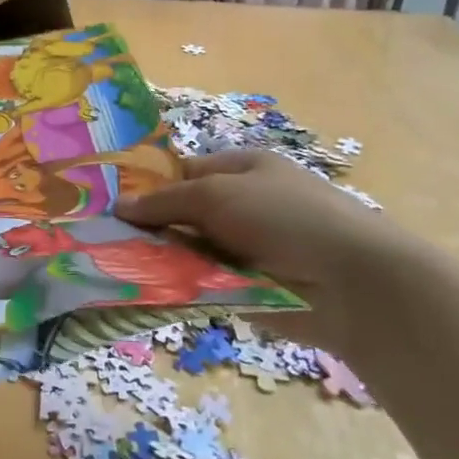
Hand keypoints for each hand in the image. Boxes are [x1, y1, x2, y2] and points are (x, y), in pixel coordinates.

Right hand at [114, 150, 437, 358]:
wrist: (352, 284)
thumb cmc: (284, 217)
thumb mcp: (216, 195)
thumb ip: (166, 201)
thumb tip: (119, 206)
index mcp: (243, 169)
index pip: (184, 171)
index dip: (151, 185)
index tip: (112, 204)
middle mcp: (244, 204)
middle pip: (185, 212)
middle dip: (151, 226)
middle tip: (106, 238)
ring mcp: (247, 248)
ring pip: (190, 250)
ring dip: (163, 258)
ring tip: (116, 266)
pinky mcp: (249, 287)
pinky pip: (203, 282)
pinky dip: (181, 285)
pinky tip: (146, 289)